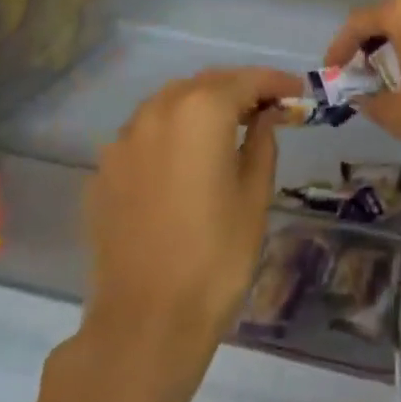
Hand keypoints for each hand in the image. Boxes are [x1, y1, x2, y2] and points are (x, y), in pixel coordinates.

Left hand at [81, 65, 302, 375]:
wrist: (146, 321)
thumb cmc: (217, 255)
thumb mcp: (255, 194)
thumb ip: (262, 142)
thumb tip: (265, 117)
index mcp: (201, 112)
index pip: (245, 80)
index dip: (275, 83)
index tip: (297, 92)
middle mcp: (156, 113)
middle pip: (204, 84)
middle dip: (237, 90)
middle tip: (266, 108)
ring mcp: (123, 142)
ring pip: (168, 104)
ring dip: (200, 107)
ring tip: (227, 130)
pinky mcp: (103, 172)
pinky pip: (143, 135)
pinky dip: (170, 134)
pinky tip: (185, 161)